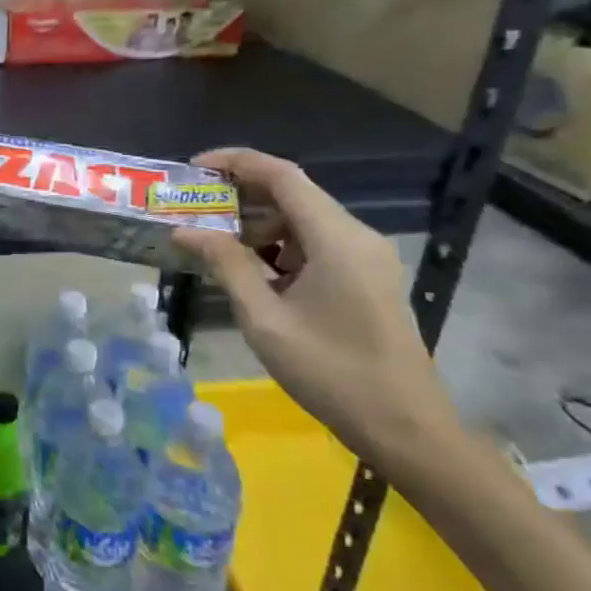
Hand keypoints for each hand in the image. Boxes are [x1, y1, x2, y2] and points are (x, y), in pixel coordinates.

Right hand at [172, 148, 458, 469]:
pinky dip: (280, 246)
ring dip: (259, 224)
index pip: (283, 176)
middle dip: (241, 195)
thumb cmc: (330, 372)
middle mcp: (357, 236)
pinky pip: (317, 244)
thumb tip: (185, 230)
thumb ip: (226, 265)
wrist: (406, 428)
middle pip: (293, 194)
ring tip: (215, 242)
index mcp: (337, 239)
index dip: (236, 162)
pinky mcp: (367, 277)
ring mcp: (367, 257)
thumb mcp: (264, 319)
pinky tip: (253, 270)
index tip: (194, 169)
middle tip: (195, 209)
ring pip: (304, 219)